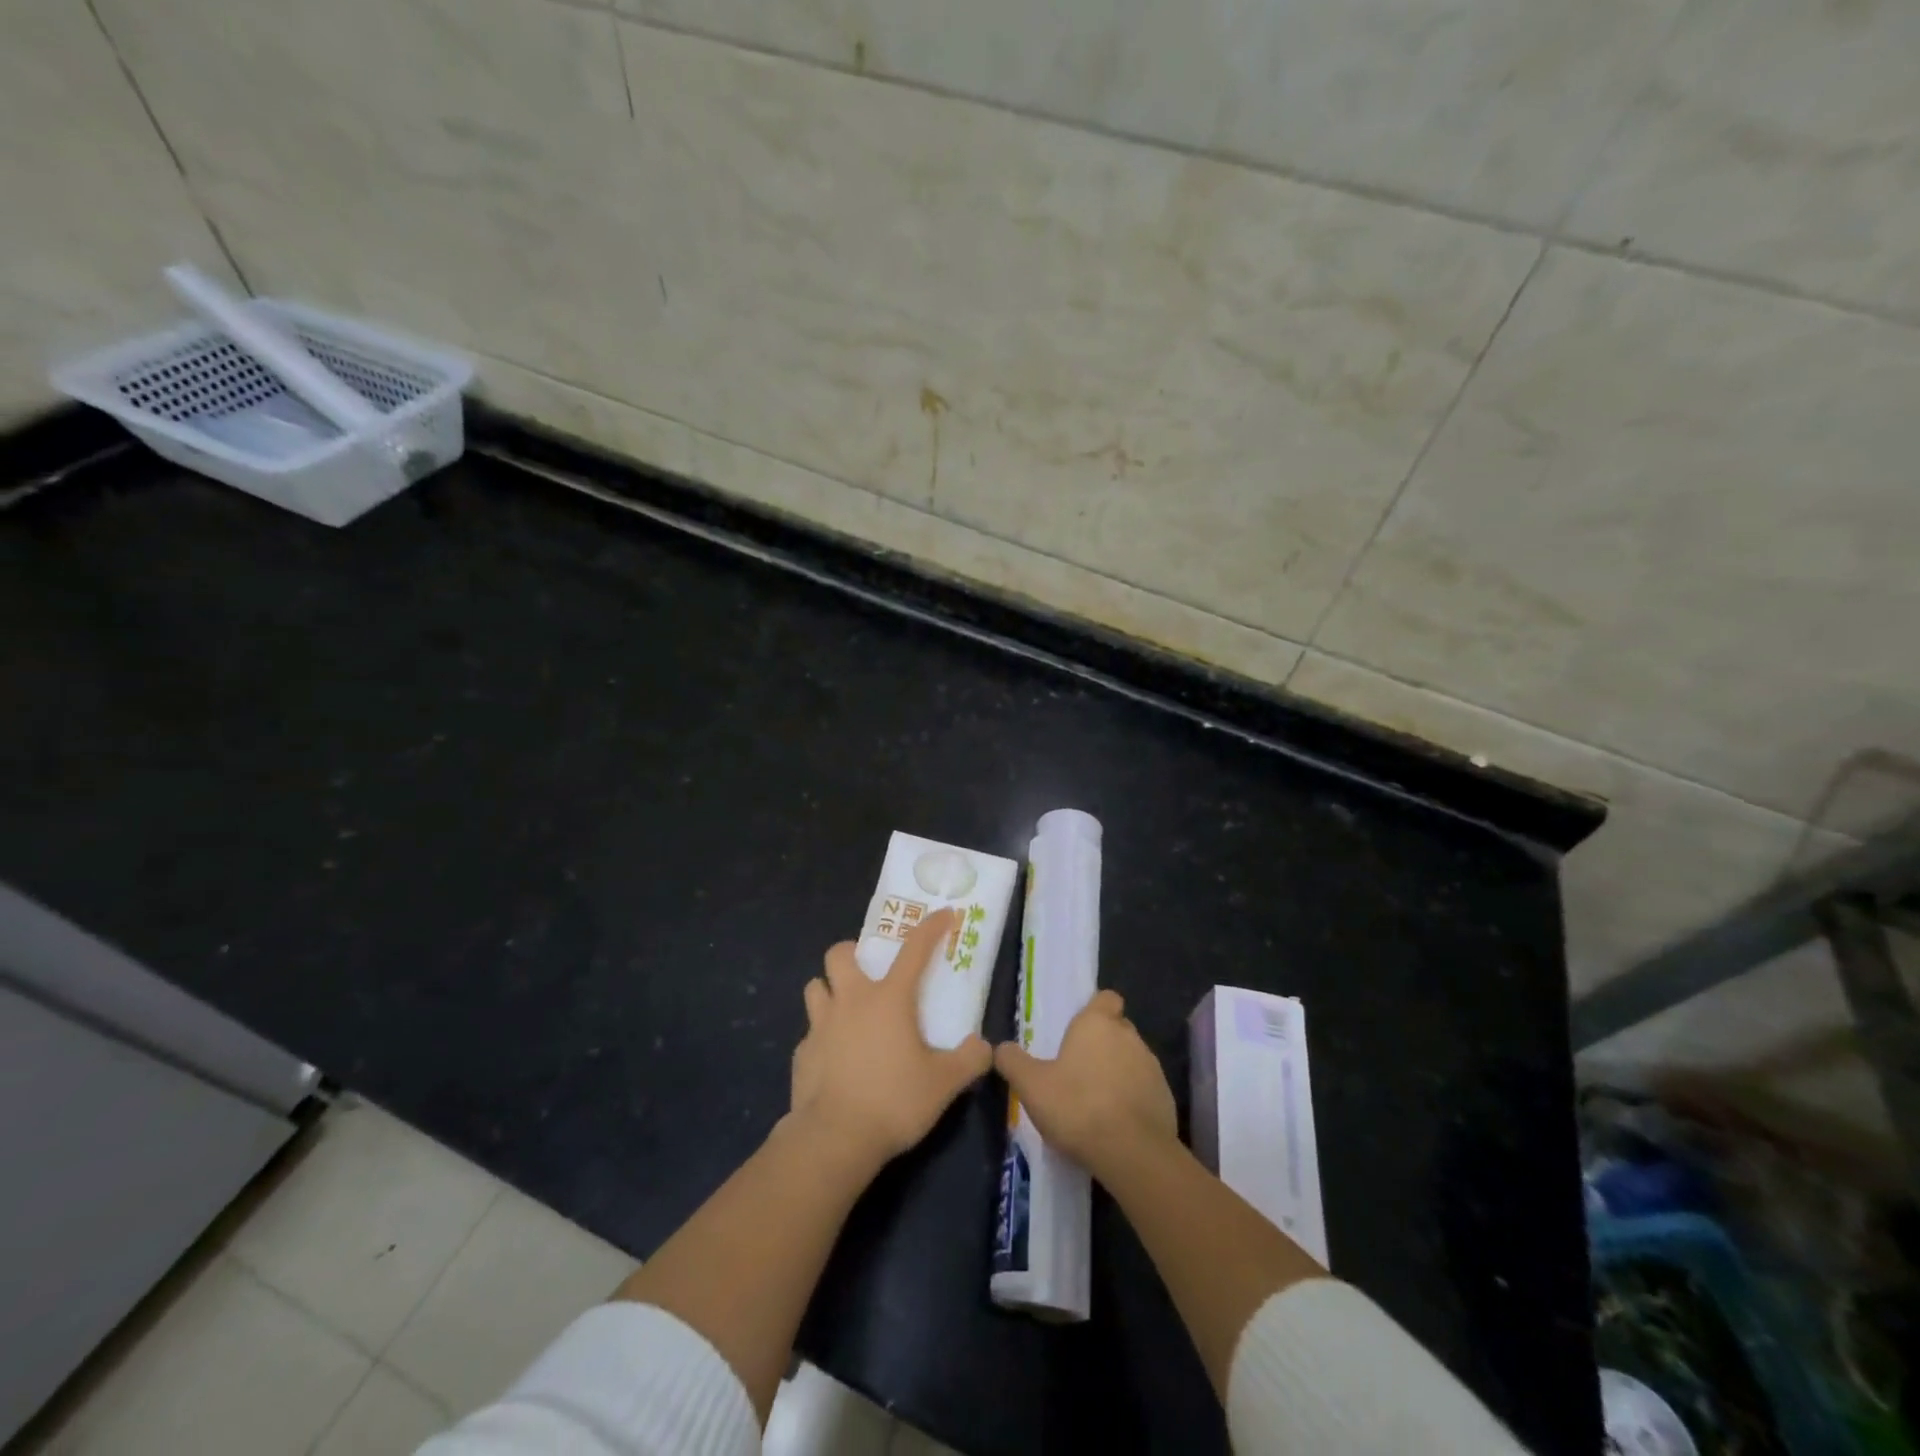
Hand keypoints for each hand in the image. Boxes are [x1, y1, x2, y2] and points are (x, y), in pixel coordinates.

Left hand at [788, 908, 992, 1166]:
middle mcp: (851, 1001)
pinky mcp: (801, 1054)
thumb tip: (983, 1047)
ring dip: (830, 990)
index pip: (914, 949)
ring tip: (846, 1011)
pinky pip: (810, 1032)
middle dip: (852, 953)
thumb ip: (969, 1060)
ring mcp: (820, 1026)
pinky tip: (835, 1059)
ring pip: (815, 987)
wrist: (834, 1139)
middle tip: (868, 972)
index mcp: (888, 999)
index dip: (931, 928)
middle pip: (839, 954)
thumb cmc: (894, 1101)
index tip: (944, 914)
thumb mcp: (944, 1084)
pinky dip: (822, 1037)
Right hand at [994, 989, 1176, 1179]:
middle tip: (1078, 1069)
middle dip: (1102, 1043)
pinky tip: (1115, 1123)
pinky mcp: (1166, 1098)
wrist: (1132, 1153)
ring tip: (1095, 1100)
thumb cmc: (1077, 1106)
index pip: (1106, 998)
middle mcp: (1129, 1036)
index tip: (1079, 1030)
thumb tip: (1001, 1048)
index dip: (1095, 1009)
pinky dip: (1132, 1099)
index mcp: (1097, 1023)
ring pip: (1132, 1059)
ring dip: (1118, 1072)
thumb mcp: (1031, 1085)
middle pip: (1118, 1028)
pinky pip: (1145, 1089)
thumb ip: (1013, 1062)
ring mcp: (1152, 1067)